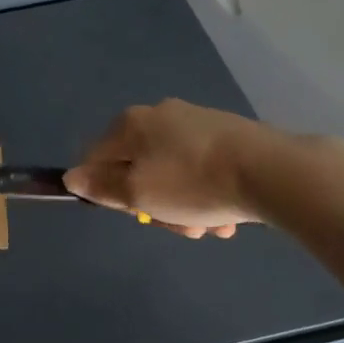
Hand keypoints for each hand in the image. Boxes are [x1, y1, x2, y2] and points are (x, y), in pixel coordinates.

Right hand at [65, 99, 274, 239]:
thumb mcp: (138, 193)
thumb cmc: (193, 183)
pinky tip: (228, 216)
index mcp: (131, 123)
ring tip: (209, 228)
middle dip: (156, 204)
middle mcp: (160, 115)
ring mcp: (197, 121)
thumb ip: (101, 186)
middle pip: (138, 169)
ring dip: (185, 206)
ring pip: (174, 173)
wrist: (272, 171)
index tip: (136, 214)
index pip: (97, 159)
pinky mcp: (229, 134)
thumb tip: (72, 177)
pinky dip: (208, 194)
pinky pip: (203, 169)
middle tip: (177, 227)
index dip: (109, 192)